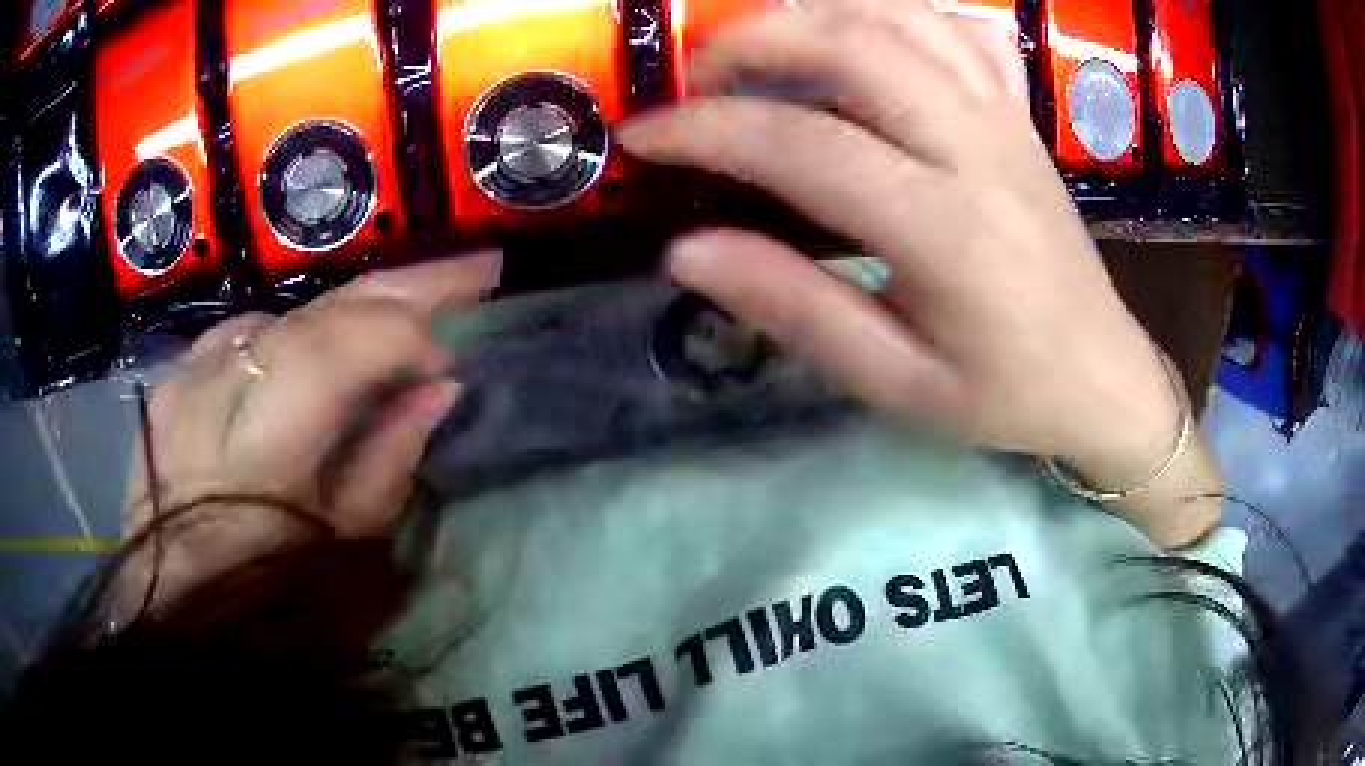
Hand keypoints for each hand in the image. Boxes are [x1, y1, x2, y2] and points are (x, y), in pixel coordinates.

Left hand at [118, 254, 500, 613]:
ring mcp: (183, 382)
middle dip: (398, 288)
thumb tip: (439, 388)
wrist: (177, 613)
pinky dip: (287, 332)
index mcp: (257, 459)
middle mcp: (212, 399)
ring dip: (343, 311)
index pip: (333, 354)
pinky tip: (308, 345)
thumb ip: (389, 462)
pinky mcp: (169, 383)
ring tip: (395, 316)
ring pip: (279, 314)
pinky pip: (237, 334)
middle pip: (310, 314)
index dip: (402, 336)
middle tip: (470, 272)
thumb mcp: (346, 554)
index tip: (452, 355)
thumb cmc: (271, 602)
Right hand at [619, 0, 1220, 545]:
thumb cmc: (1003, 392)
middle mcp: (977, 148)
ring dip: (815, 13)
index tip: (643, 136)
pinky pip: (956, 29)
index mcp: (946, 231)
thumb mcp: (895, 380)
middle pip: (855, 42)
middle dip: (753, 40)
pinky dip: (895, 14)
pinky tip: (862, 40)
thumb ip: (795, 309)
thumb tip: (686, 252)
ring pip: (902, 17)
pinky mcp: (1017, 112)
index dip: (706, 130)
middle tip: (697, 76)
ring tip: (763, 49)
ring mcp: (1003, 118)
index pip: (804, 146)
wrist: (1099, 372)